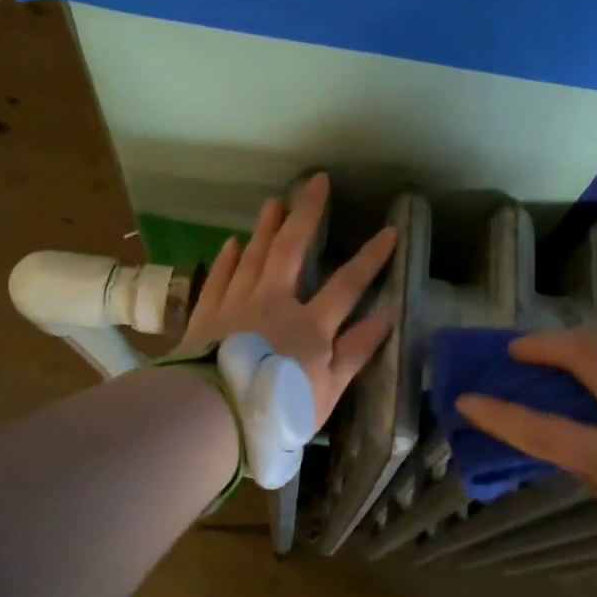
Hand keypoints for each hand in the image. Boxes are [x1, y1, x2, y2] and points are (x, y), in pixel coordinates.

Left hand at [179, 173, 397, 429]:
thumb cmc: (275, 410)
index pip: (347, 284)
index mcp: (309, 325)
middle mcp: (273, 302)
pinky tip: (232, 243)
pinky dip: (228, 259)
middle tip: (316, 181)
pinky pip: (220, 277)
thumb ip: (354, 353)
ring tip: (274, 201)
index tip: (389, 230)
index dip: (371, 258)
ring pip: (253, 255)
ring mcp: (236, 304)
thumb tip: (384, 317)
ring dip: (266, 227)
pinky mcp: (207, 314)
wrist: (210, 416)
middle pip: (291, 249)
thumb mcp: (326, 392)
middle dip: (307, 214)